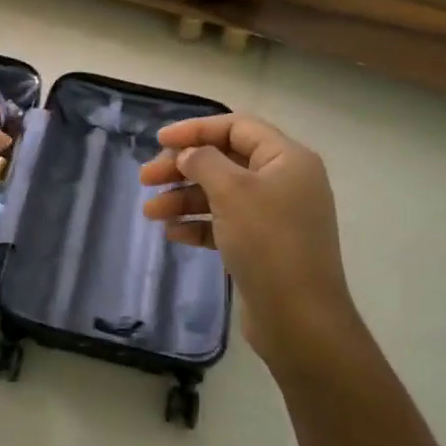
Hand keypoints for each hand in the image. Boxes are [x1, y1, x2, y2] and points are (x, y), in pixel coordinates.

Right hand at [139, 114, 354, 373]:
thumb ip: (203, 161)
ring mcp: (275, 216)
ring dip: (183, 198)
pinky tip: (173, 234)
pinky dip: (198, 224)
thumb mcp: (231, 191)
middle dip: (183, 167)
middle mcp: (284, 181)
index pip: (237, 127)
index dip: (195, 129)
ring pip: (221, 194)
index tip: (159, 140)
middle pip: (225, 160)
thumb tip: (188, 155)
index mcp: (287, 159)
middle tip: (145, 179)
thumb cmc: (268, 242)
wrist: (299, 319)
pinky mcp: (264, 246)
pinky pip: (225, 223)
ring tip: (150, 212)